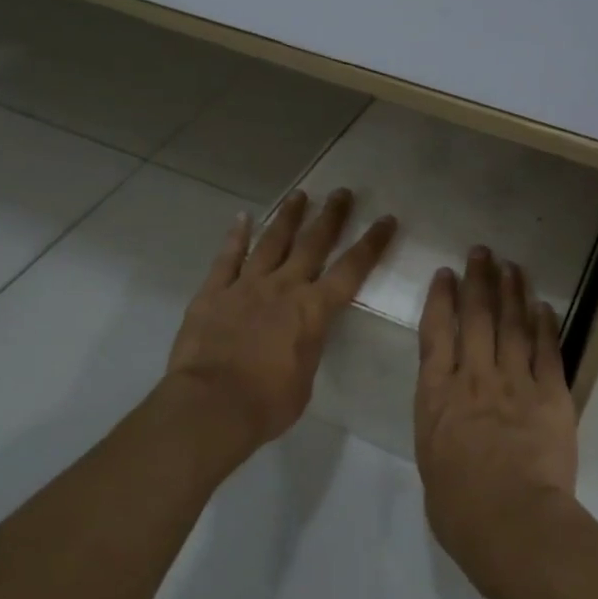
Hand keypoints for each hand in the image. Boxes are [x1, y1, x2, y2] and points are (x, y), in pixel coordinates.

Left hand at [166, 188, 396, 446]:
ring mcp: (246, 285)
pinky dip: (236, 236)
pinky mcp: (213, 292)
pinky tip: (243, 217)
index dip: (371, 244)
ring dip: (288, 217)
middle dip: (331, 217)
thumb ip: (307, 347)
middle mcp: (284, 287)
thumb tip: (303, 337)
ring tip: (300, 195)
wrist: (211, 405)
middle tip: (343, 193)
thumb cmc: (267, 403)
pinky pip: (227, 258)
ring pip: (272, 241)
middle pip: (313, 244)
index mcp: (313, 310)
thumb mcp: (304, 378)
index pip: (351, 270)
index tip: (385, 219)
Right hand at [414, 246, 580, 598]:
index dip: (441, 299)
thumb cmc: (460, 508)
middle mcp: (473, 377)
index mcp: (437, 395)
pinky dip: (545, 325)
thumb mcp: (431, 462)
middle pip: (476, 317)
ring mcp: (514, 382)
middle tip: (482, 252)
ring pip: (512, 325)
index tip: (446, 274)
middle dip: (478, 280)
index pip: (436, 333)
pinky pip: (547, 351)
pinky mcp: (550, 394)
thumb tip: (450, 417)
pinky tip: (543, 306)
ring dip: (511, 292)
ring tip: (511, 265)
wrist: (512, 522)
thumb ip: (440, 428)